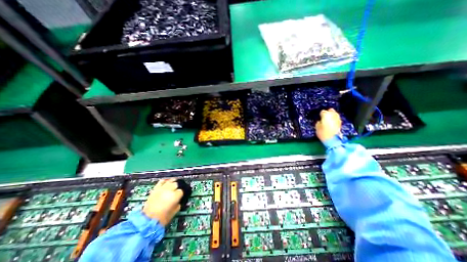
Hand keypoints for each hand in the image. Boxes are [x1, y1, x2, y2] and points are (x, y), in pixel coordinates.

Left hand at [143, 179, 183, 226]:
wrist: (147, 221)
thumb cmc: (162, 218)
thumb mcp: (174, 212)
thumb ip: (179, 204)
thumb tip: (179, 201)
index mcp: (175, 196)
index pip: (181, 190)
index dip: (181, 193)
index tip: (181, 196)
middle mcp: (169, 190)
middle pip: (176, 184)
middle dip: (177, 187)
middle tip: (177, 191)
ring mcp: (162, 188)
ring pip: (170, 181)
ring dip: (173, 182)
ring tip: (174, 185)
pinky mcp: (155, 189)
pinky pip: (161, 181)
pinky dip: (165, 181)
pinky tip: (166, 182)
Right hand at [316, 108, 341, 142]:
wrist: (332, 139)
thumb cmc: (323, 132)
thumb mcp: (317, 127)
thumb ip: (318, 122)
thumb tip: (320, 121)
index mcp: (326, 115)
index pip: (322, 111)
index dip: (320, 114)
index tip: (319, 117)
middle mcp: (333, 115)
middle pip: (331, 110)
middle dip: (328, 112)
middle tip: (324, 117)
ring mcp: (338, 119)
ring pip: (335, 114)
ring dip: (331, 116)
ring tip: (328, 120)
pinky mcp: (340, 123)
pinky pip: (336, 119)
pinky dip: (334, 120)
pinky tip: (331, 123)